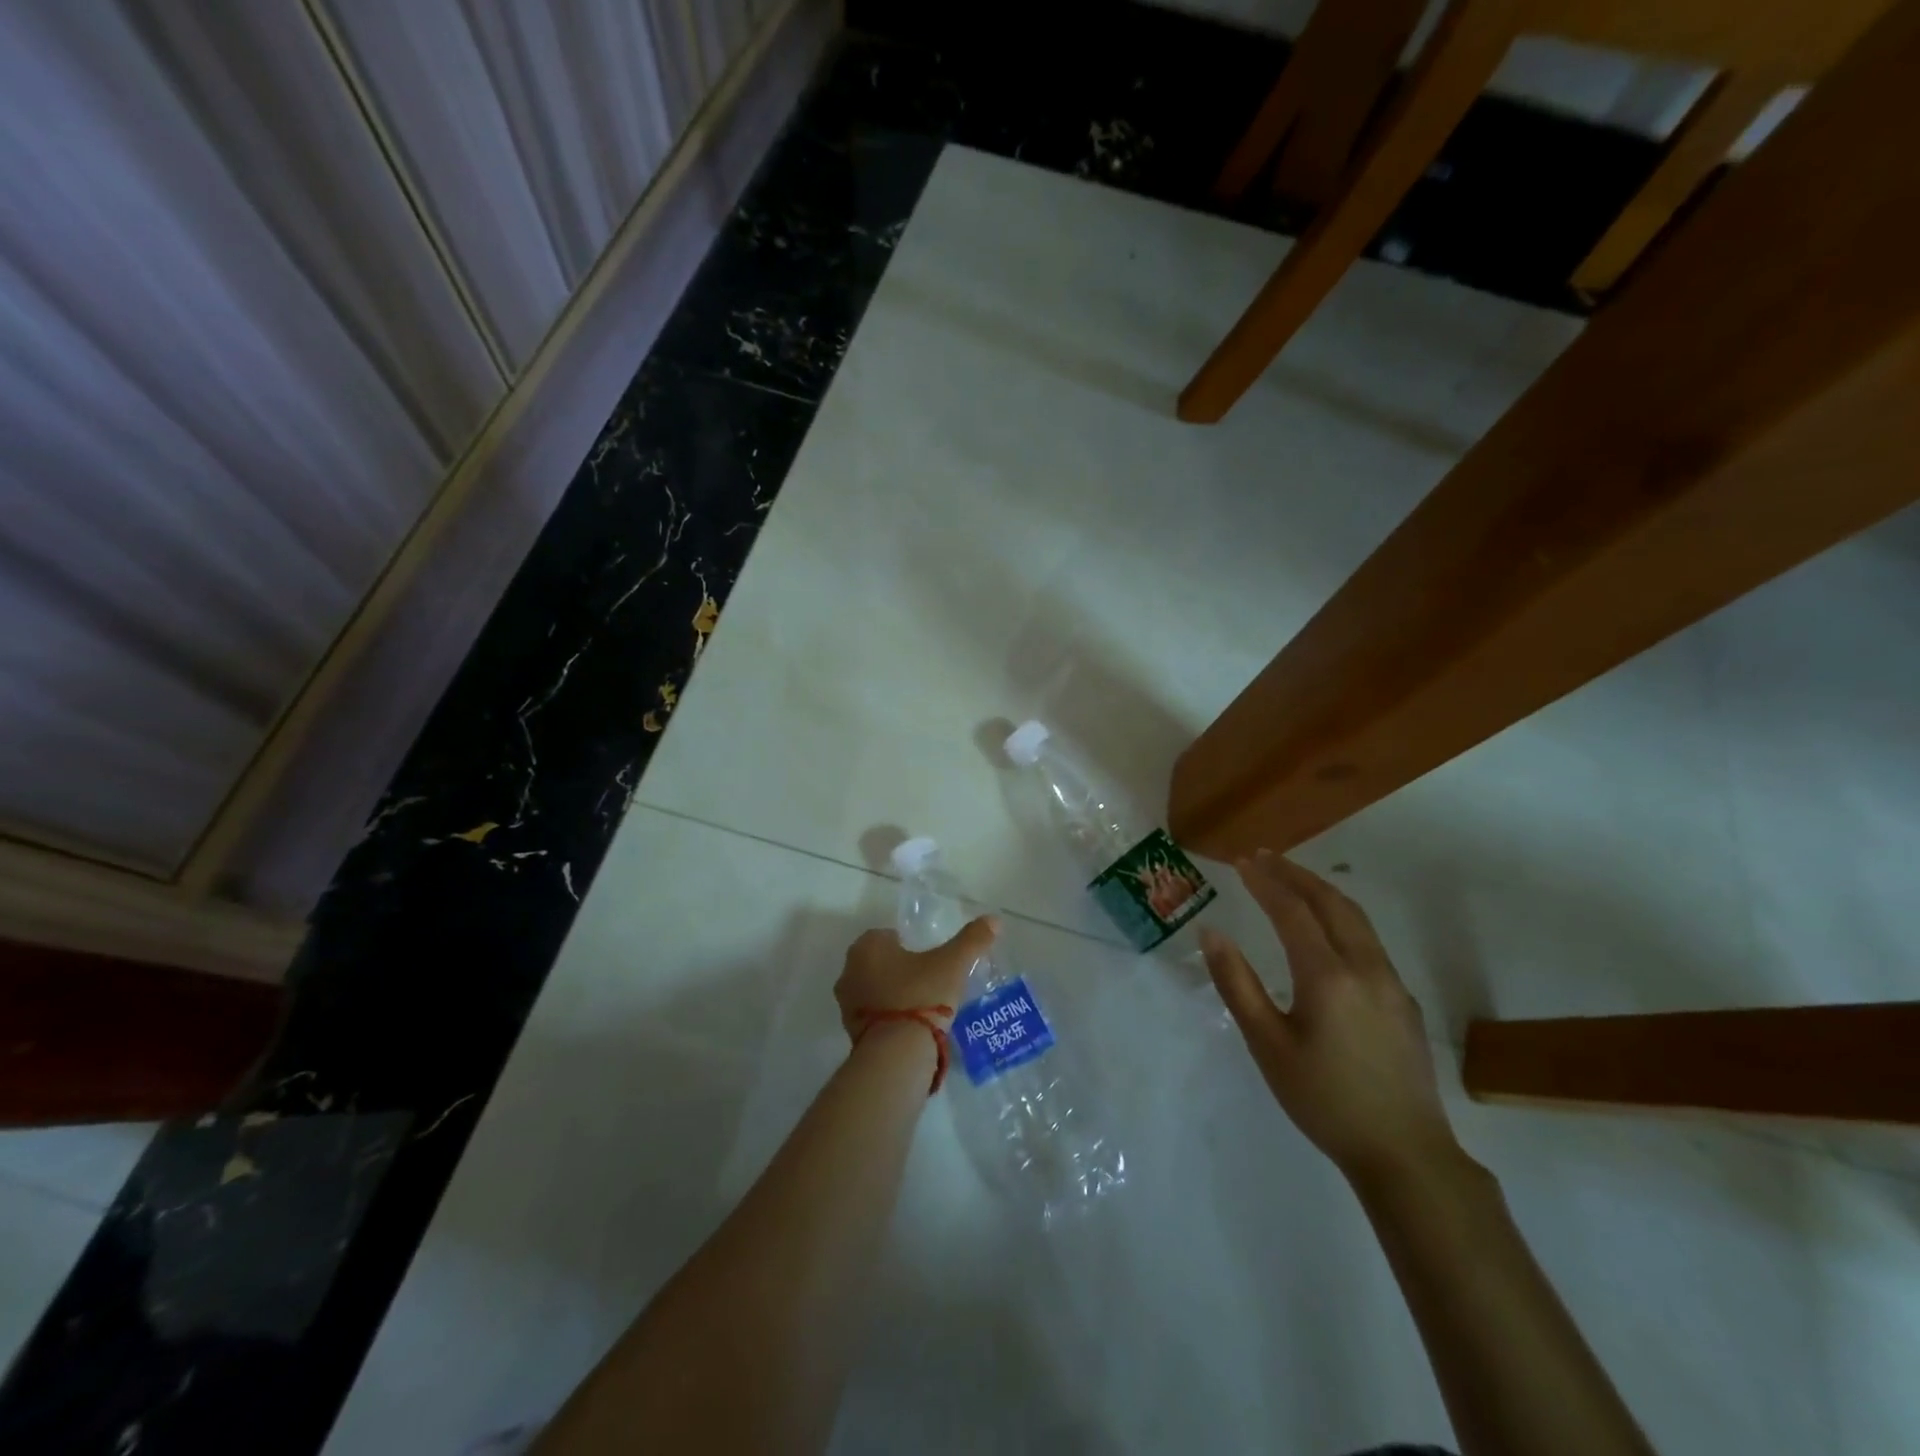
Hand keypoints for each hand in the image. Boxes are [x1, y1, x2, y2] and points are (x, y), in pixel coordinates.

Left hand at [835, 917, 998, 1042]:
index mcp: (868, 946)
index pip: (888, 936)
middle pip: (879, 963)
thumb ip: (972, 940)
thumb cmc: (921, 995)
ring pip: (874, 989)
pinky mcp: (850, 1031)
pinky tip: (911, 1027)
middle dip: (899, 969)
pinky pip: (873, 1016)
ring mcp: (847, 1003)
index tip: (929, 959)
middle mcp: (850, 970)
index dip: (909, 944)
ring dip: (892, 994)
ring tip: (923, 1006)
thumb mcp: (952, 964)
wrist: (897, 1052)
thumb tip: (994, 919)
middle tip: (929, 981)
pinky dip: (888, 1017)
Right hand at [1199, 852, 1460, 1190]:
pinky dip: (1339, 916)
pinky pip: (1368, 939)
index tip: (1241, 862)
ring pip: (1355, 917)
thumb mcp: (1267, 1044)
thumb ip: (1237, 984)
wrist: (1404, 1153)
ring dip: (1320, 891)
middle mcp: (1365, 967)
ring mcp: (1390, 982)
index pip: (1292, 911)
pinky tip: (1324, 928)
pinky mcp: (1402, 999)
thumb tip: (1212, 933)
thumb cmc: (1323, 1099)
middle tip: (1263, 857)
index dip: (1265, 882)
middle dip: (1295, 874)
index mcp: (1327, 976)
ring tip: (1291, 879)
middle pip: (1331, 902)